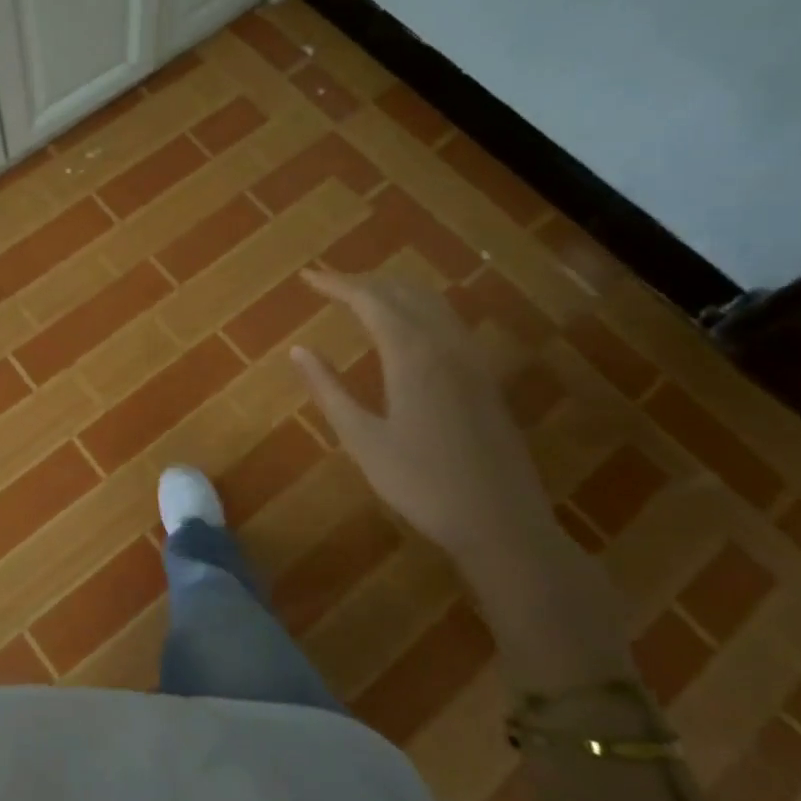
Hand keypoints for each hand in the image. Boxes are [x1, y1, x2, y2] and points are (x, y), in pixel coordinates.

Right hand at [292, 269, 558, 560]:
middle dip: (364, 282)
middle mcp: (446, 345)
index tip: (307, 277)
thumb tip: (298, 350)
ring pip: (432, 303)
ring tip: (362, 298)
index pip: (370, 300)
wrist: (502, 523)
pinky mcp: (485, 378)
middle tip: (329, 285)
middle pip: (404, 293)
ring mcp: (472, 360)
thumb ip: (329, 389)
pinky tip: (407, 329)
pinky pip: (448, 322)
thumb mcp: (363, 440)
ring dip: (394, 292)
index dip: (336, 284)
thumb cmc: (421, 485)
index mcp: (412, 355)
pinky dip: (418, 310)